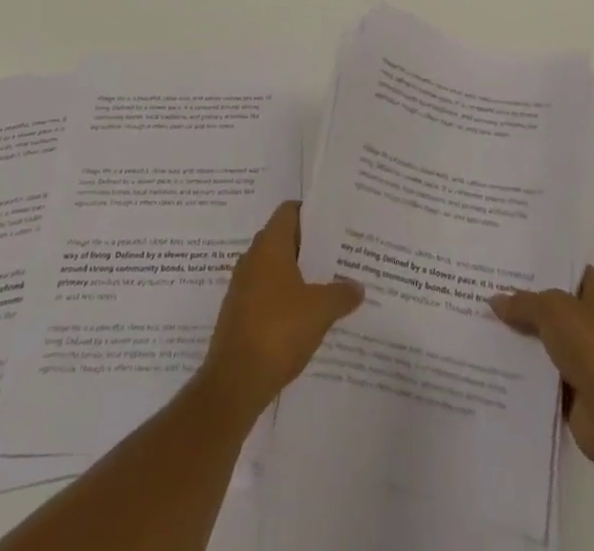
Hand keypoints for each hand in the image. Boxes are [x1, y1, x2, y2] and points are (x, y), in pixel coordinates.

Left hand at [200, 201, 363, 419]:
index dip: (311, 213)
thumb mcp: (319, 310)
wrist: (234, 382)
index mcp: (269, 245)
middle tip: (339, 255)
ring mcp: (242, 286)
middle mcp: (252, 258)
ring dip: (298, 275)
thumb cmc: (278, 331)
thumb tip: (358, 287)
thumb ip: (341, 294)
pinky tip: (306, 316)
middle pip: (284, 239)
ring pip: (275, 268)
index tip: (334, 224)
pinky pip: (267, 293)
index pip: (289, 211)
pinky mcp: (239, 313)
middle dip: (310, 247)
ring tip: (329, 285)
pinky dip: (285, 298)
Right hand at [491, 265, 593, 479]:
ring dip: (522, 338)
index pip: (568, 271)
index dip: (540, 266)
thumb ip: (523, 303)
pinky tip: (495, 360)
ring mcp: (590, 358)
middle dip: (525, 303)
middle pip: (555, 306)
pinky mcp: (578, 389)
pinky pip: (545, 372)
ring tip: (484, 323)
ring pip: (547, 340)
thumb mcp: (552, 310)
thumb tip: (495, 301)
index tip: (507, 262)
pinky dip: (525, 370)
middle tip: (487, 290)